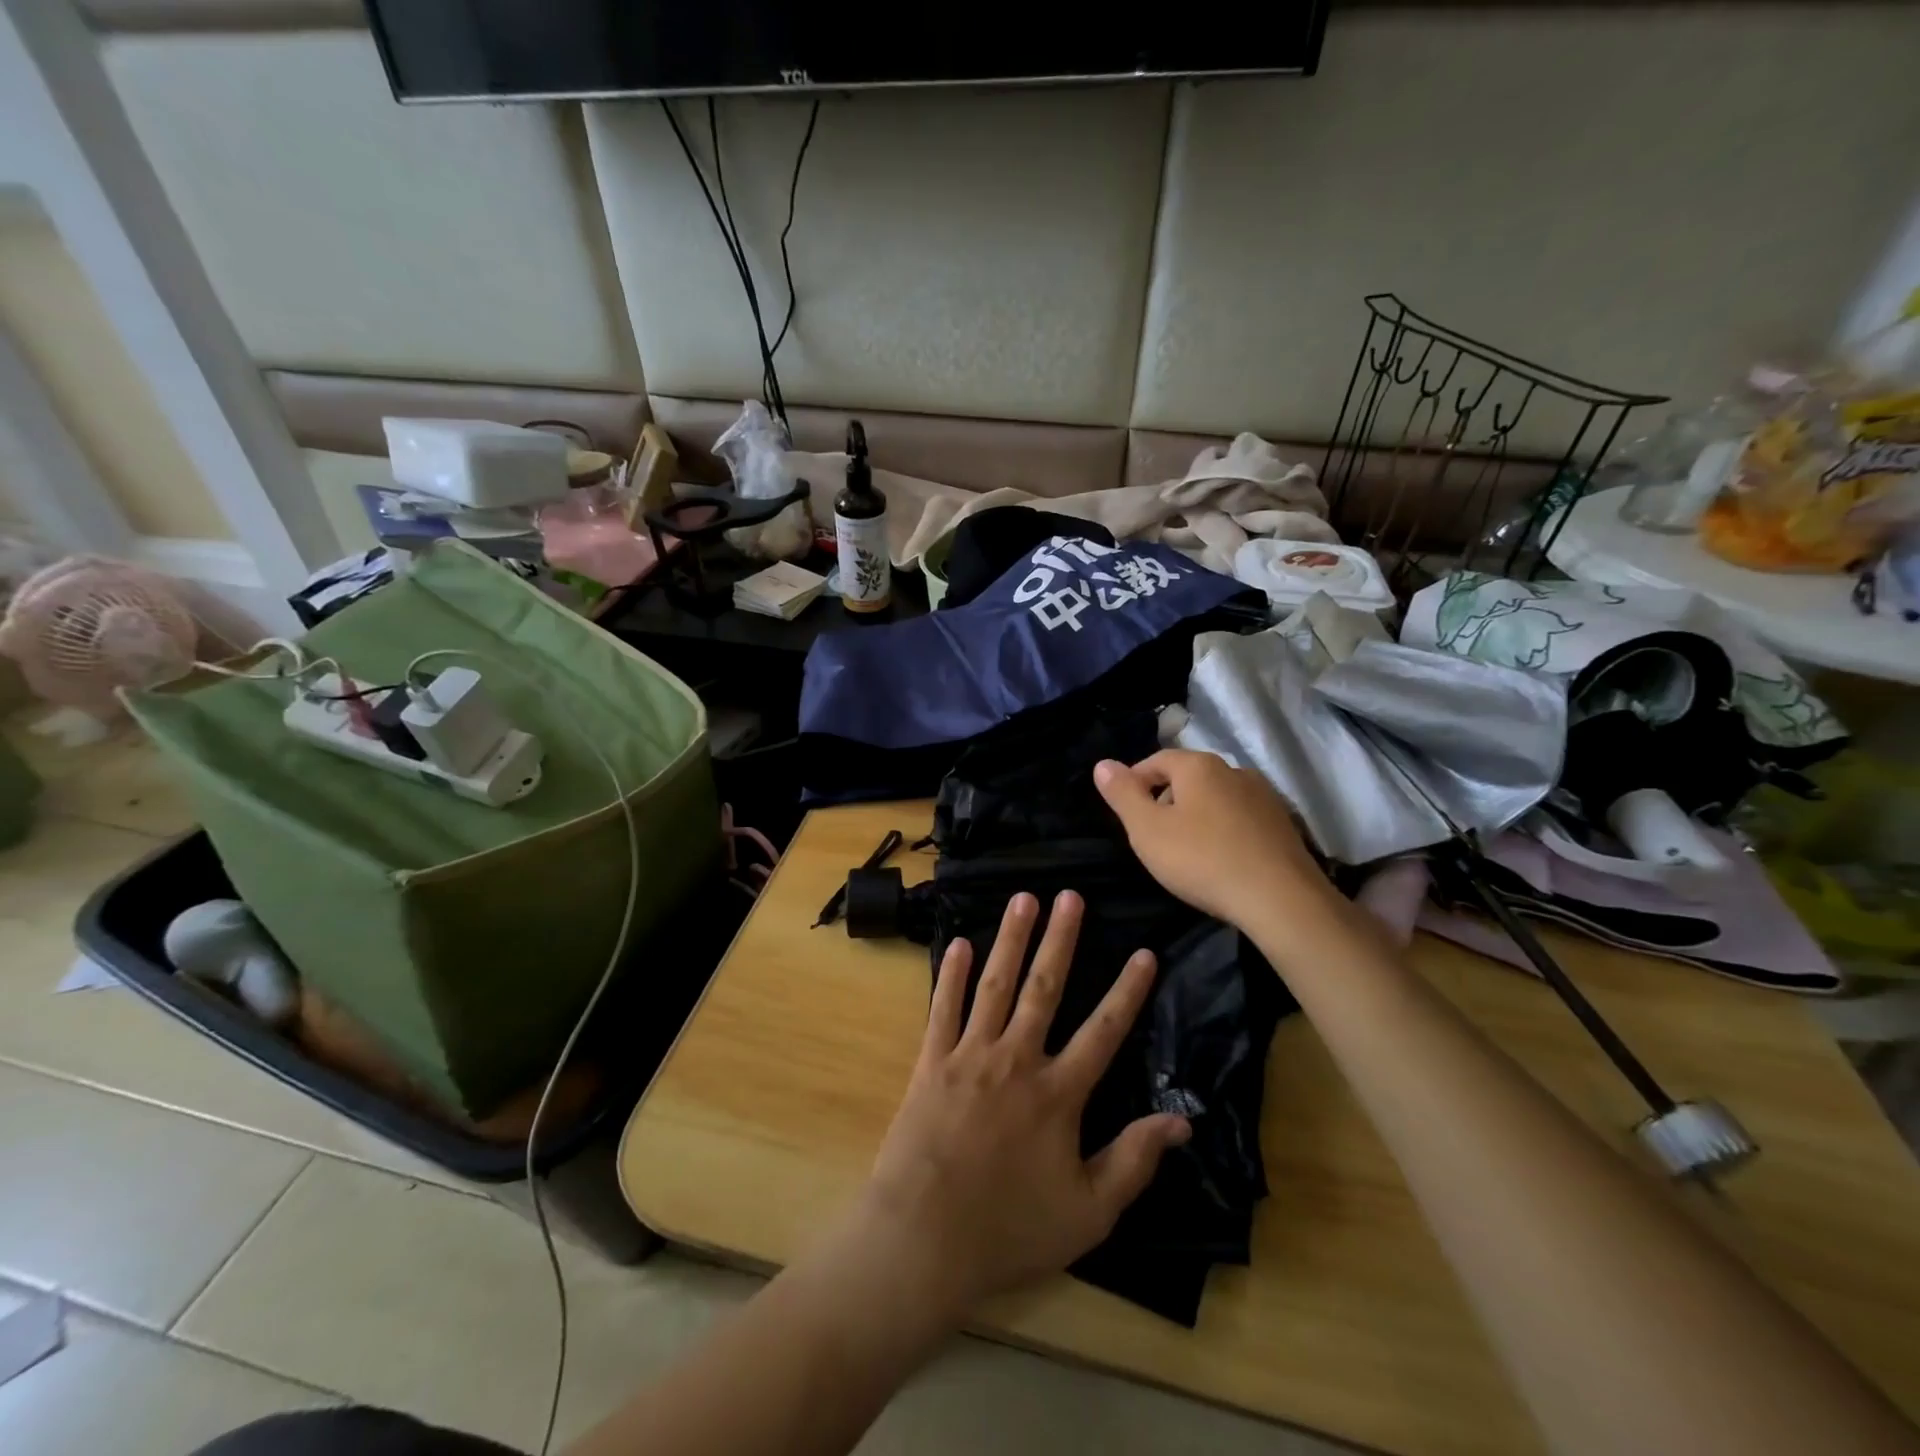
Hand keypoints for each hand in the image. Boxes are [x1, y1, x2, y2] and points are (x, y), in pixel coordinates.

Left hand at [856, 890, 1189, 1313]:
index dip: (1128, 991)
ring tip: (1023, 899)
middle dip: (1061, 939)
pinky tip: (961, 943)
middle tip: (1070, 895)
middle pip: (1044, 987)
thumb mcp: (1088, 1212)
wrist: (923, 1238)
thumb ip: (1134, 1161)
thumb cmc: (1009, 1229)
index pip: (1105, 1030)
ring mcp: (970, 1054)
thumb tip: (1181, 1121)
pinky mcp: (931, 1060)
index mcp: (1058, 1093)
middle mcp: (1016, 1060)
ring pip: (996, 984)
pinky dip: (952, 974)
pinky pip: (943, 1008)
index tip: (1144, 952)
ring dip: (1011, 938)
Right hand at [1094, 749, 1332, 930]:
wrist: (1281, 900)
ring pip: (1216, 797)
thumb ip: (1122, 794)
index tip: (1125, 812)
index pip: (1156, 760)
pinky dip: (1224, 830)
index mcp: (1198, 766)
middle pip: (1188, 777)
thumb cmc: (1202, 860)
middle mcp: (1234, 770)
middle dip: (1166, 799)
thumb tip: (1103, 764)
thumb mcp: (1147, 830)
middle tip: (1152, 835)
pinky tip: (1221, 859)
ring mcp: (1264, 796)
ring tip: (1187, 851)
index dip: (1134, 782)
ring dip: (1197, 815)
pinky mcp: (1284, 824)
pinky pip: (1241, 818)